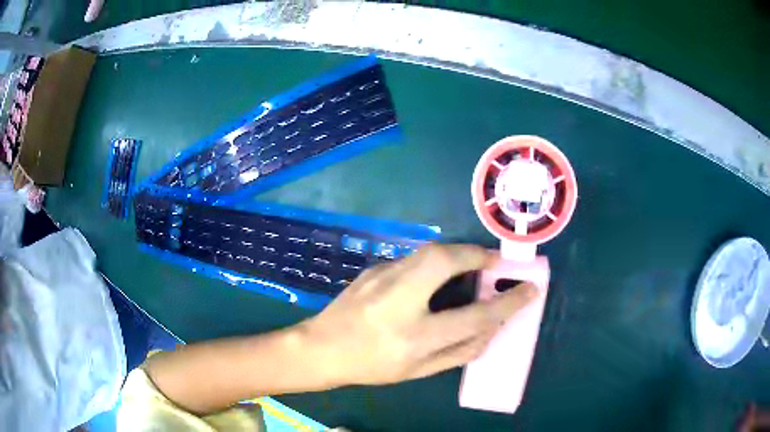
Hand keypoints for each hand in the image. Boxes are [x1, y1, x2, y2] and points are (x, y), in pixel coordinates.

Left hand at [301, 244, 538, 386]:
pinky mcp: (373, 268)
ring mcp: (381, 279)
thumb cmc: (372, 366)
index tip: (530, 289)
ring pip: (428, 252)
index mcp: (414, 337)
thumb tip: (492, 329)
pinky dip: (432, 262)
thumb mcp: (418, 371)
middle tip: (495, 261)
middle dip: (477, 254)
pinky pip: (412, 259)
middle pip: (445, 261)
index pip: (475, 316)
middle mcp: (398, 301)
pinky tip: (431, 277)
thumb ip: (459, 352)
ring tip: (471, 263)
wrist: (320, 348)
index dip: (508, 302)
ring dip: (457, 253)